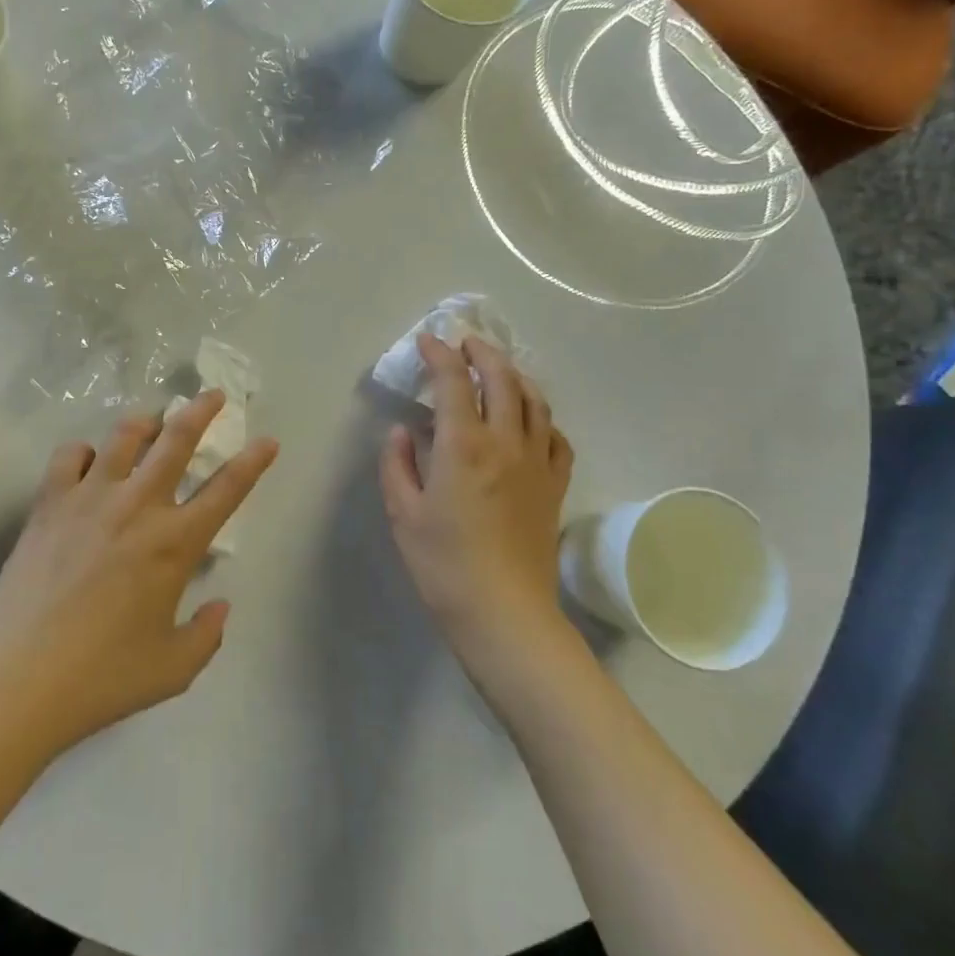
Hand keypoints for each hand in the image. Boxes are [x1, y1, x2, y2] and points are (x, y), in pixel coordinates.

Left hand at [0, 391, 277, 755]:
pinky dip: (84, 451)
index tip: (267, 440)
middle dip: (201, 411)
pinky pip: (69, 455)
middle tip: (214, 395)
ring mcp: (90, 498)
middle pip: (177, 440)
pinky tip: (88, 462)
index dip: (253, 461)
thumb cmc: (101, 677)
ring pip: (124, 436)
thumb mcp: (173, 669)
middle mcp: (137, 506)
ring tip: (153, 420)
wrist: (17, 677)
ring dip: (145, 421)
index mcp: (175, 543)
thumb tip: (220, 606)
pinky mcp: (49, 502)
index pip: (227, 490)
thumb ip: (207, 635)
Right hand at [379, 334, 574, 669]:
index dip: (439, 354)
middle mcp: (505, 442)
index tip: (427, 341)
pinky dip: (542, 418)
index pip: (453, 382)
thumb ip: (398, 464)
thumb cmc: (443, 564)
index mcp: (463, 445)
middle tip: (466, 343)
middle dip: (483, 353)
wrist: (504, 614)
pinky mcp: (554, 487)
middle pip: (503, 379)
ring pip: (535, 402)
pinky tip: (532, 421)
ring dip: (516, 376)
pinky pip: (556, 439)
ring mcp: (537, 463)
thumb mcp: (402, 513)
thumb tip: (403, 431)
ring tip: (499, 370)